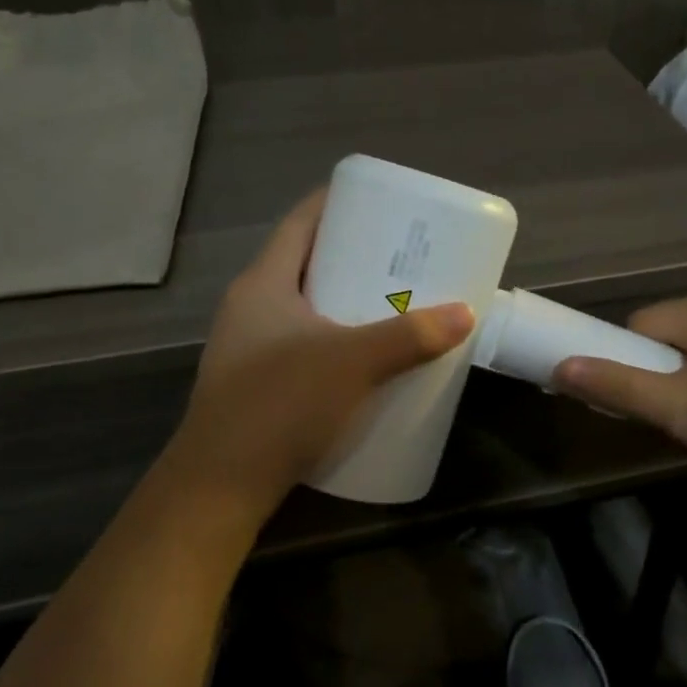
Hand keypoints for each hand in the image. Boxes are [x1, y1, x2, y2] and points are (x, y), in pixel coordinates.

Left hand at [159, 192, 473, 519]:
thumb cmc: (281, 404)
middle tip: (398, 255)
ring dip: (343, 300)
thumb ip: (411, 337)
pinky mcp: (257, 384)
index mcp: (263, 284)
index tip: (378, 201)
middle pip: (305, 263)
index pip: (299, 223)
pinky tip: (365, 359)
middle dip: (351, 256)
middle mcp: (250, 308)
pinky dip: (334, 339)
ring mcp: (249, 348)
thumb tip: (465, 314)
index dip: (335, 203)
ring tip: (390, 302)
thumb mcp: (353, 363)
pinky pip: (303, 344)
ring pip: (304, 307)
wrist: (221, 485)